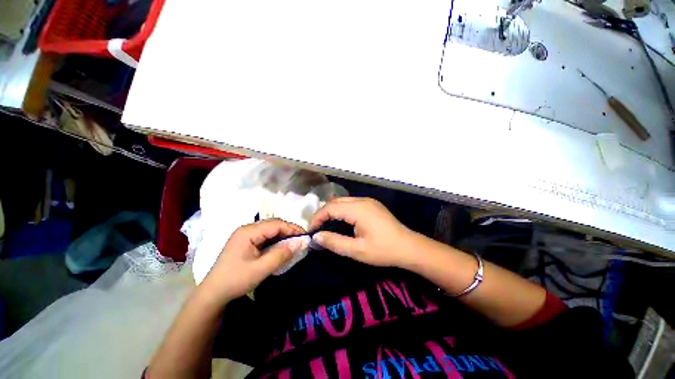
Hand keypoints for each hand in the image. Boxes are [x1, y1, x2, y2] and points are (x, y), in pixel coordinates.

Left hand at [198, 219, 308, 304]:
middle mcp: (247, 229)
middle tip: (301, 241)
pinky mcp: (246, 242)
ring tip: (293, 244)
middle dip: (289, 231)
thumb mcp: (261, 269)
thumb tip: (300, 243)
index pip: (276, 224)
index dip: (292, 228)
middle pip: (273, 224)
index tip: (305, 237)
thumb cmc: (235, 280)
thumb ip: (281, 254)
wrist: (213, 294)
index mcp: (248, 232)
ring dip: (283, 235)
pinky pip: (265, 236)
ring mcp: (245, 235)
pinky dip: (276, 240)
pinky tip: (281, 248)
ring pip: (270, 230)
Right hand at [309, 197, 416, 267]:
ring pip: (344, 201)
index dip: (317, 217)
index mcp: (358, 209)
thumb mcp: (357, 250)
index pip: (330, 207)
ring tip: (326, 224)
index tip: (311, 230)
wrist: (409, 247)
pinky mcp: (372, 205)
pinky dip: (342, 210)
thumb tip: (316, 236)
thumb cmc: (383, 250)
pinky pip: (352, 203)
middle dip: (324, 212)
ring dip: (333, 210)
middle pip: (336, 201)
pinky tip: (342, 220)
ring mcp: (369, 201)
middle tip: (317, 227)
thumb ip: (334, 242)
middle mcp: (362, 200)